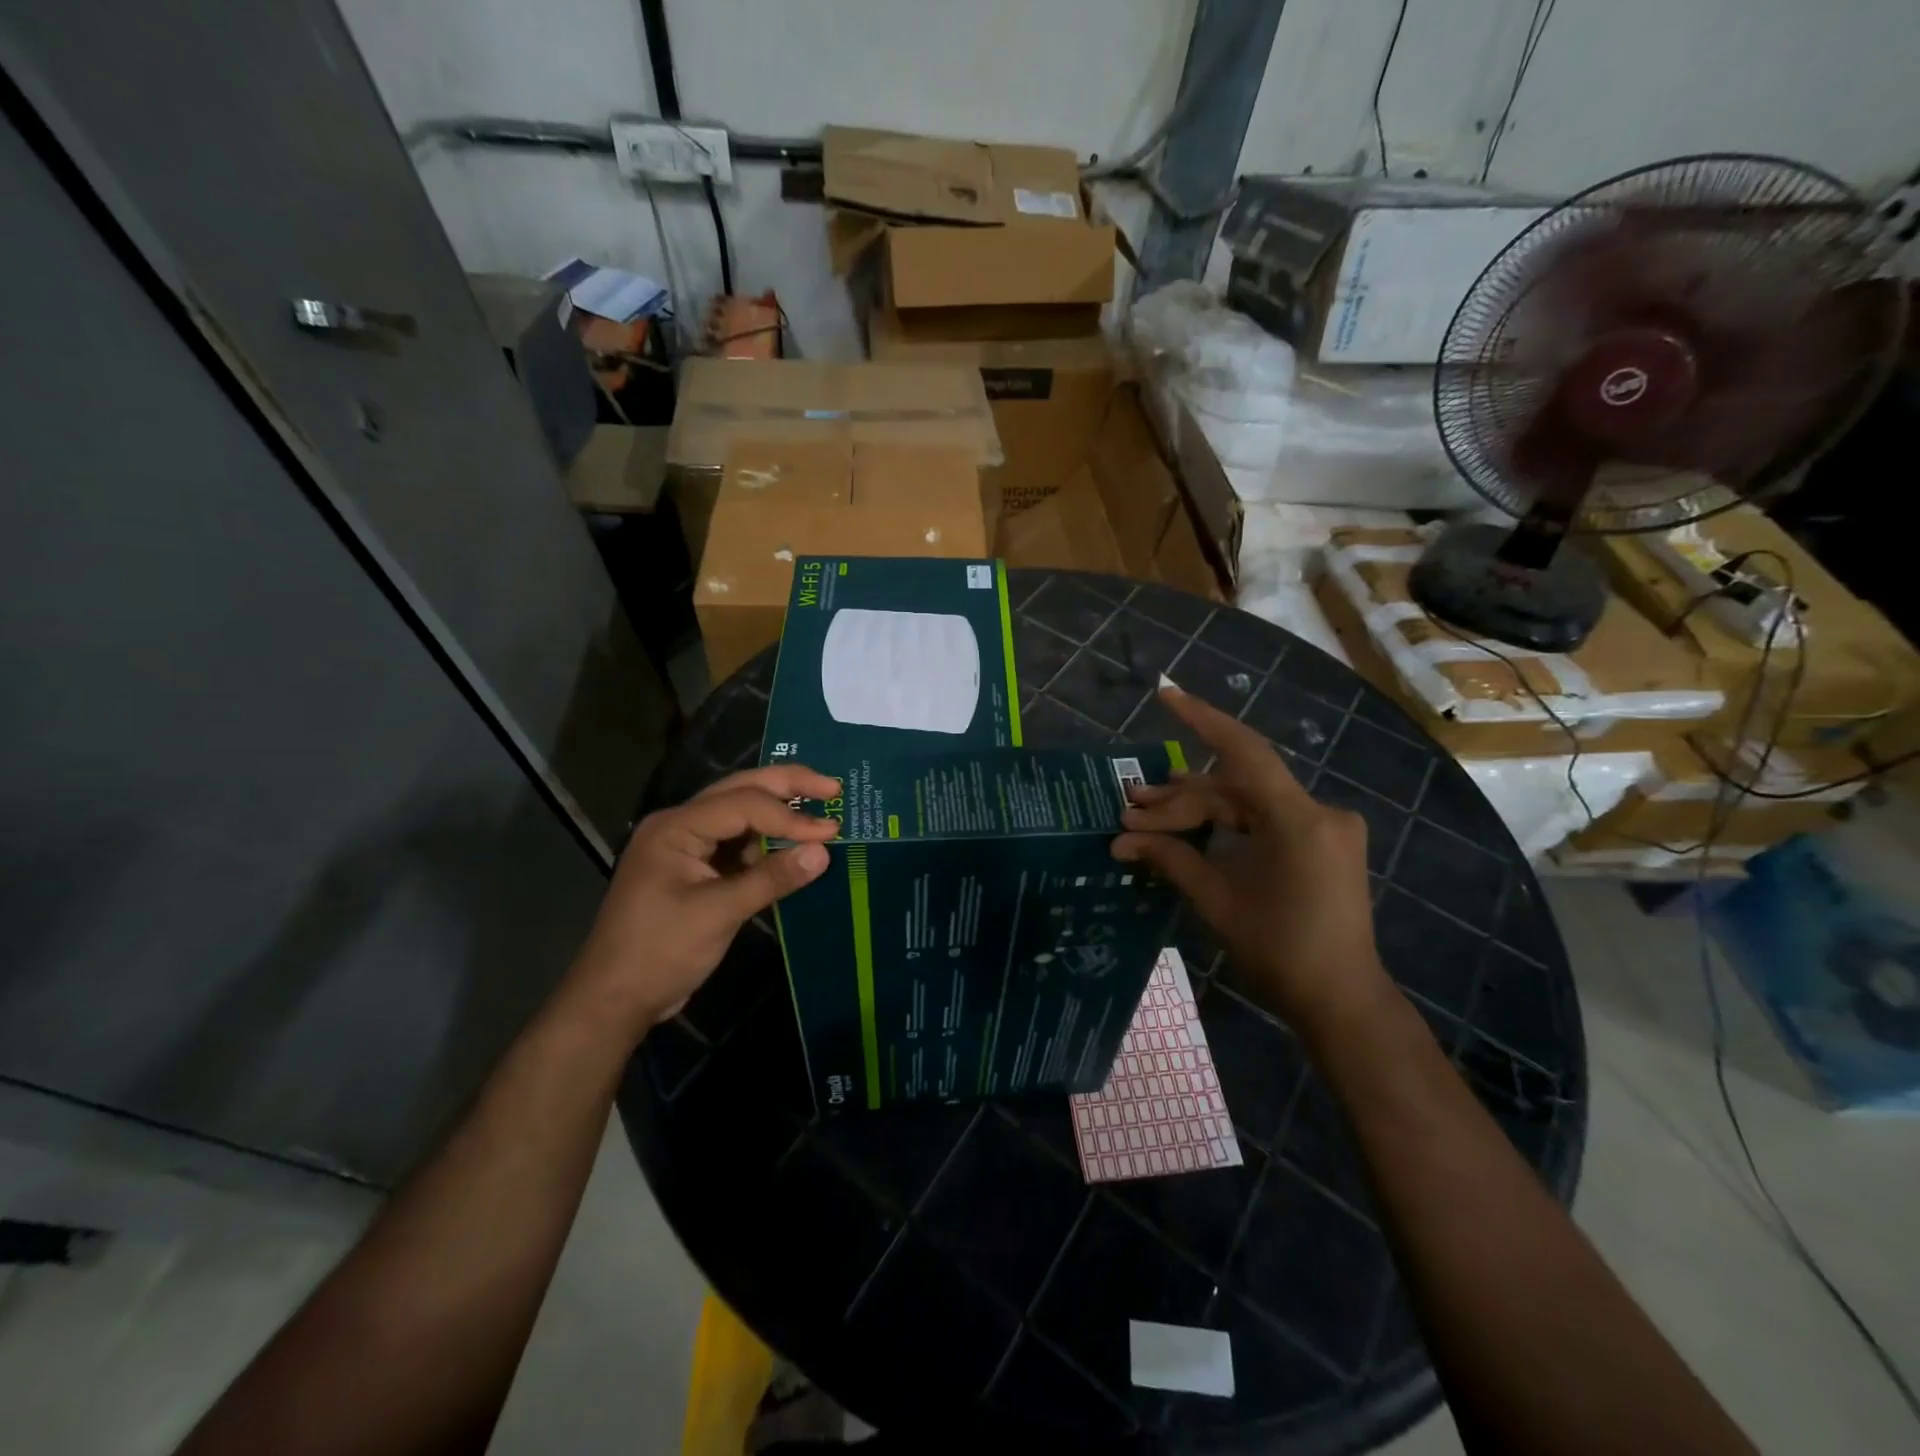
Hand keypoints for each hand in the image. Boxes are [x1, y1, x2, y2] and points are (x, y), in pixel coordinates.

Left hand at [563, 764, 840, 1042]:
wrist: (614, 1000)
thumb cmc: (660, 952)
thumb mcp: (718, 914)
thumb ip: (772, 878)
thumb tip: (824, 851)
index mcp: (676, 827)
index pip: (743, 804)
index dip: (790, 816)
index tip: (832, 831)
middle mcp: (680, 825)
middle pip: (740, 791)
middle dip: (787, 786)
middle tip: (833, 787)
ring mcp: (686, 846)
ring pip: (739, 813)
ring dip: (778, 811)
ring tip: (820, 808)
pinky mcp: (694, 869)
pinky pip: (736, 842)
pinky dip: (765, 841)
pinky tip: (791, 845)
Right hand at [1113, 684, 1392, 1040]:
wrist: (1341, 1002)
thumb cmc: (1278, 951)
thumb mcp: (1216, 899)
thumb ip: (1170, 858)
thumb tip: (1121, 838)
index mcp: (1297, 819)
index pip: (1243, 751)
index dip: (1200, 718)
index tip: (1165, 693)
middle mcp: (1317, 811)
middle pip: (1233, 788)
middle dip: (1178, 800)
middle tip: (1130, 809)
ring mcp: (1324, 827)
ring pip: (1247, 803)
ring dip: (1199, 810)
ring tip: (1146, 814)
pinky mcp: (1322, 844)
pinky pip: (1265, 820)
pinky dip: (1227, 824)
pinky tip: (1191, 827)